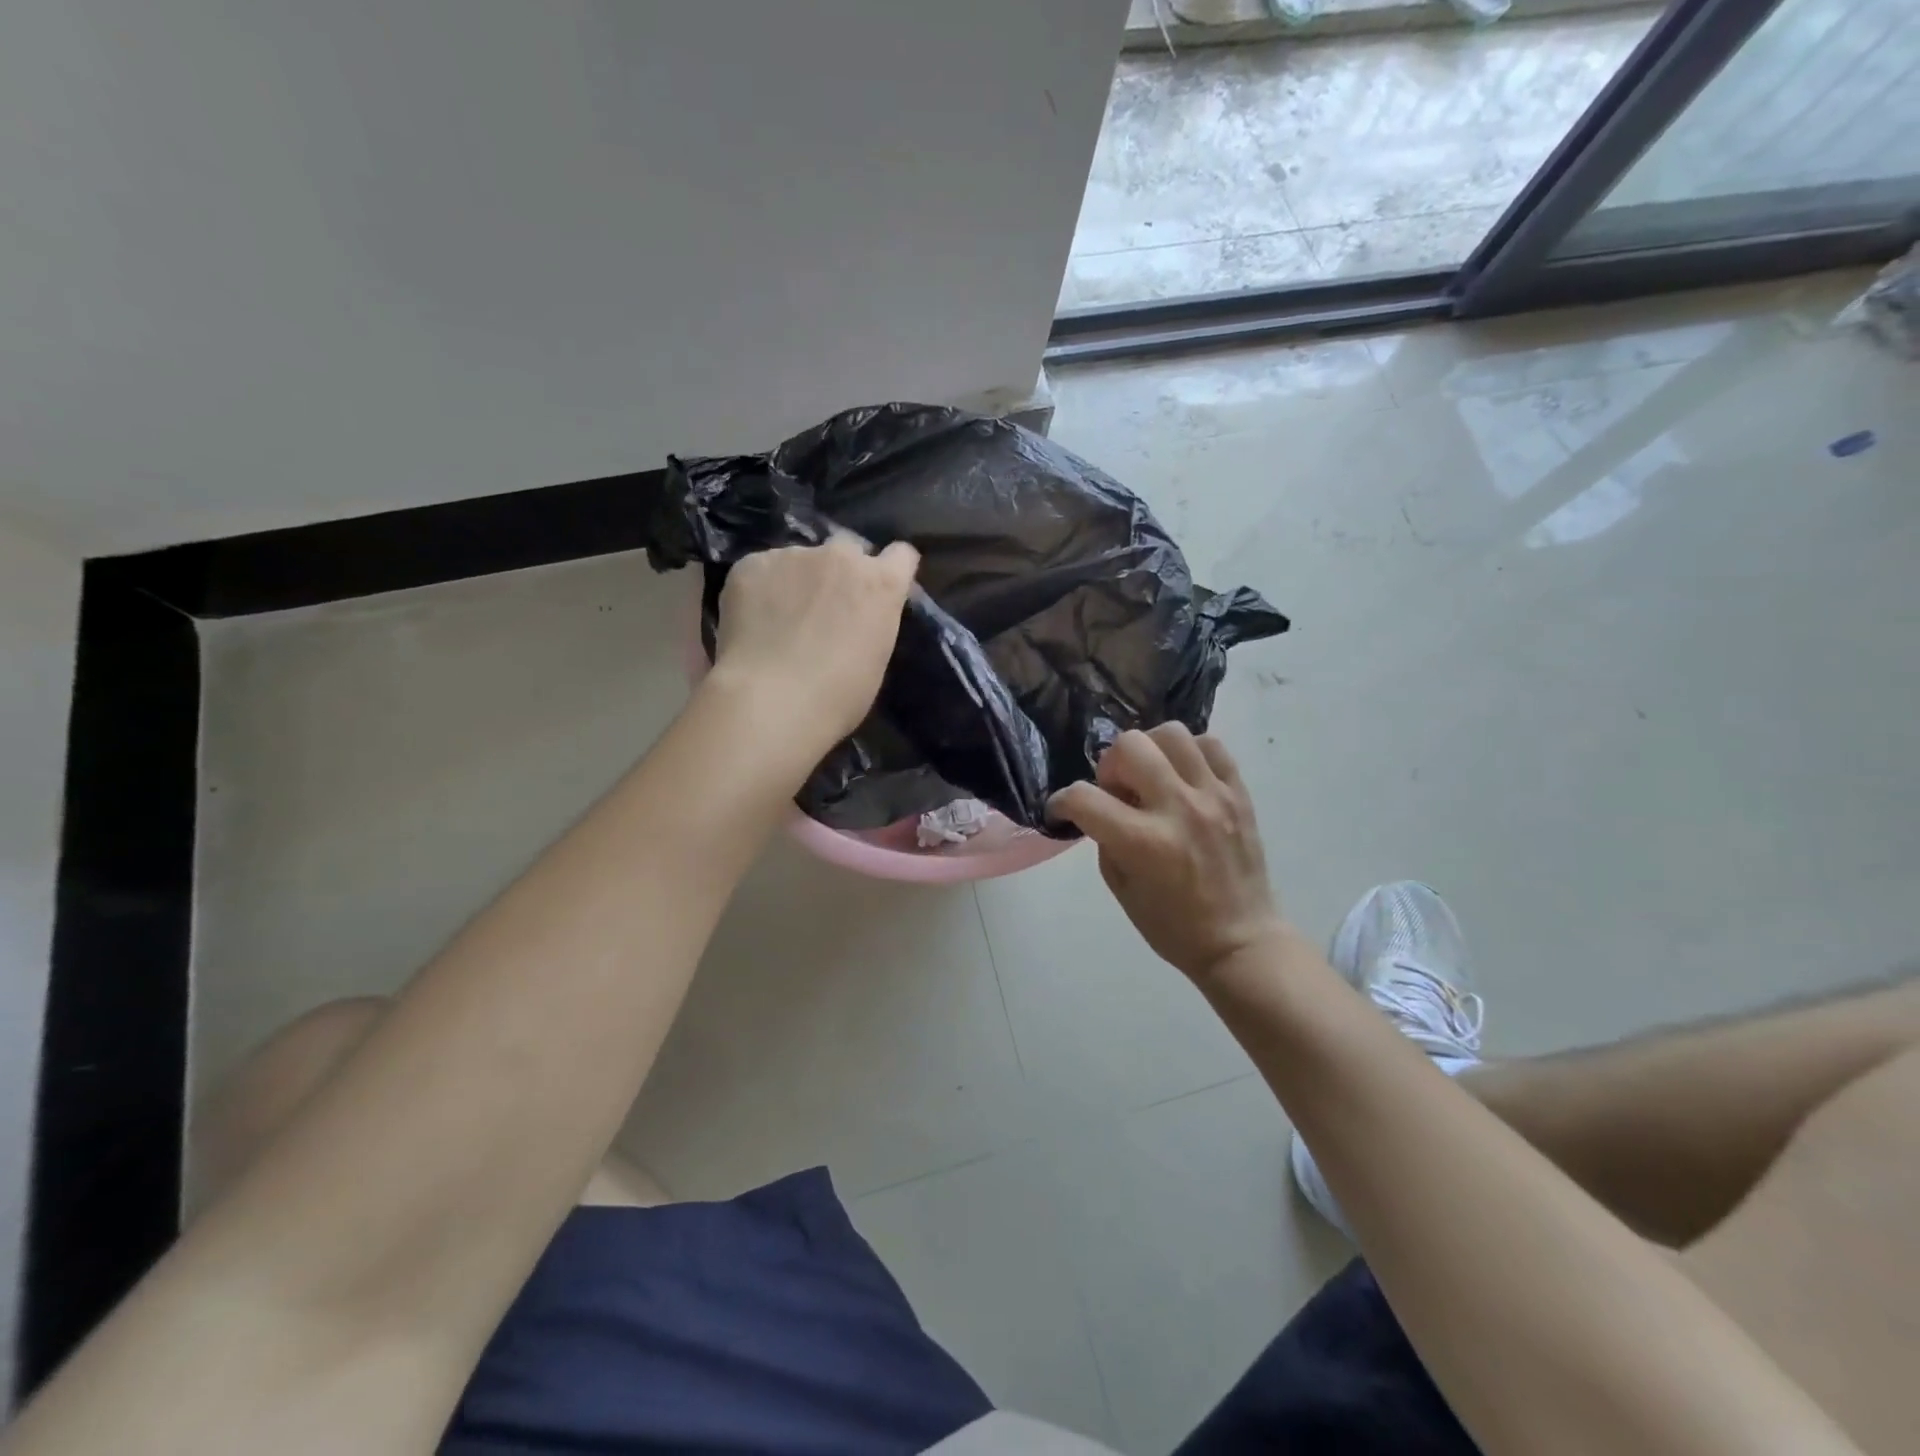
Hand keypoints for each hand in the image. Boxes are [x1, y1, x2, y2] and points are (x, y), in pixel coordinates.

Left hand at [709, 535, 919, 755]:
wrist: (772, 701)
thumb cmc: (837, 697)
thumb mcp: (875, 660)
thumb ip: (872, 623)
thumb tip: (857, 619)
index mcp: (881, 584)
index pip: (901, 555)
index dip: (891, 570)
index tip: (880, 590)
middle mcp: (841, 557)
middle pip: (848, 547)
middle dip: (842, 569)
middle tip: (827, 606)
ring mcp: (793, 555)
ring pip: (799, 559)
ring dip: (797, 579)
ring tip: (780, 618)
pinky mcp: (751, 564)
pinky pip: (761, 570)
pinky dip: (760, 589)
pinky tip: (753, 621)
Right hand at [1049, 725, 1284, 981]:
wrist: (1240, 940)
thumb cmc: (1172, 925)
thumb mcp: (1120, 887)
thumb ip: (1105, 838)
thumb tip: (1101, 804)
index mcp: (1143, 842)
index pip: (1084, 797)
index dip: (1062, 801)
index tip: (1063, 809)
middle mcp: (1178, 809)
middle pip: (1129, 746)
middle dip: (1109, 765)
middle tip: (1117, 790)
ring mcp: (1213, 796)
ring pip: (1171, 733)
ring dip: (1149, 750)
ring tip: (1151, 776)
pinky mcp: (1239, 793)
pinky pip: (1211, 745)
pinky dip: (1188, 752)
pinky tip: (1182, 776)